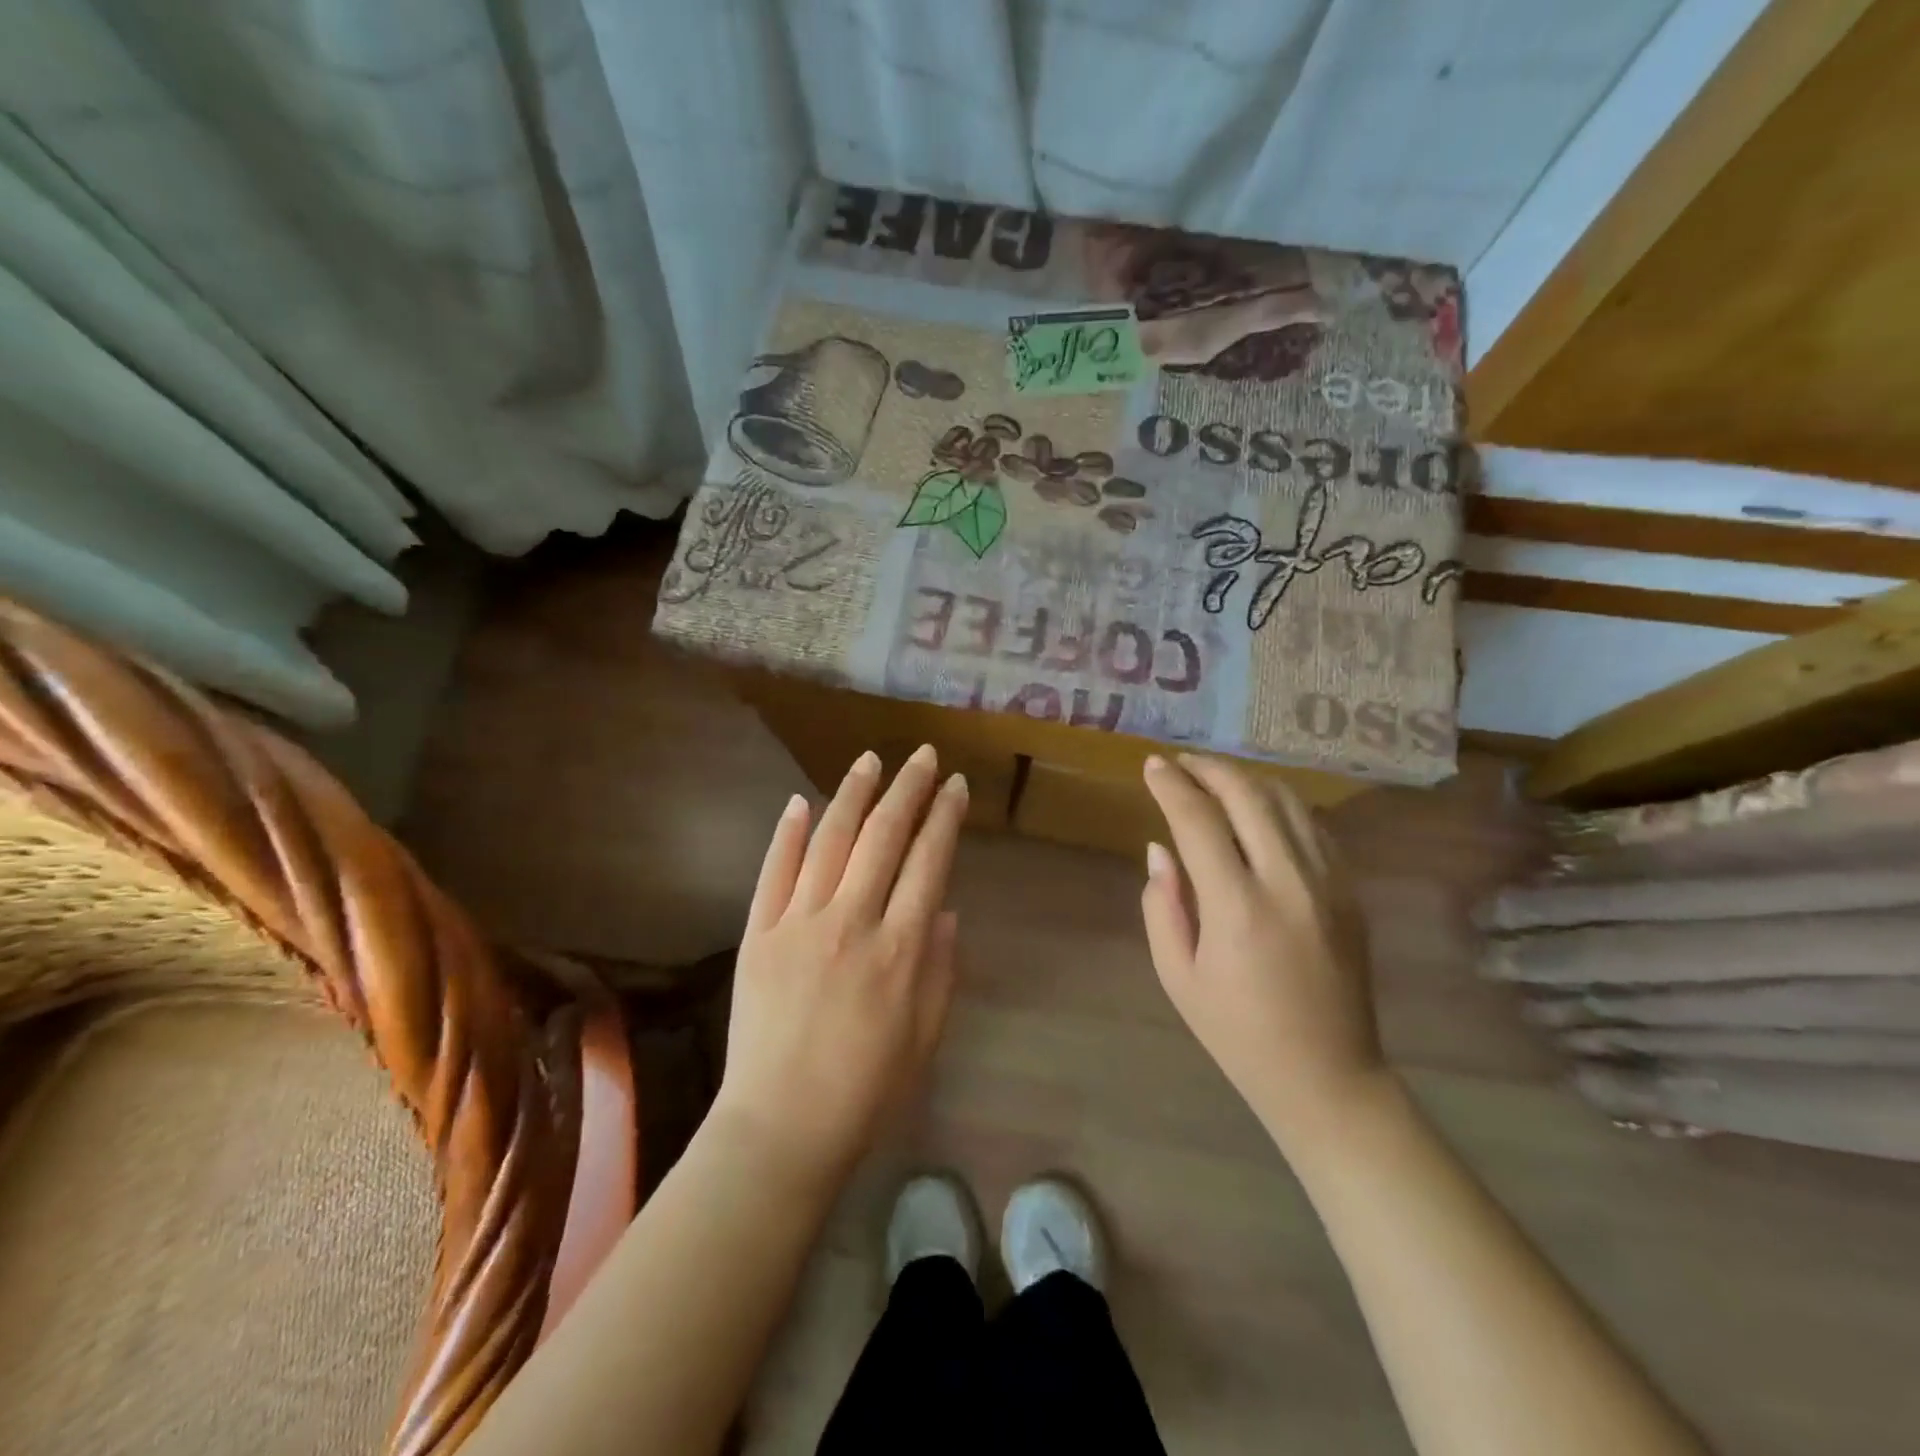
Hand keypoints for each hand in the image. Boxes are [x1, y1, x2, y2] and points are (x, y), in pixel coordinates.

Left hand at [713, 745, 966, 1180]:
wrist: (782, 1127)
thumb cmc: (867, 1089)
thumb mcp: (926, 1035)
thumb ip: (941, 967)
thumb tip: (944, 908)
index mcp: (901, 948)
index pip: (929, 861)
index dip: (945, 818)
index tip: (956, 786)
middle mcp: (853, 922)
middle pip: (885, 837)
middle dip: (908, 789)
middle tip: (923, 756)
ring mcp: (799, 923)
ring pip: (830, 841)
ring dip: (853, 794)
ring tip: (870, 759)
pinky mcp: (758, 934)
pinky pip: (774, 872)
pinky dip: (788, 834)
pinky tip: (801, 803)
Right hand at [1141, 754, 1386, 1148]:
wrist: (1327, 1075)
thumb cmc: (1237, 1031)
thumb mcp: (1177, 976)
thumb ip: (1161, 905)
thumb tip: (1159, 849)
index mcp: (1237, 906)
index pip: (1197, 820)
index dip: (1171, 785)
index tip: (1151, 765)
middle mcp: (1288, 881)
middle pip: (1247, 795)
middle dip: (1209, 768)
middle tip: (1180, 762)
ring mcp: (1328, 882)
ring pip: (1287, 801)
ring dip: (1245, 779)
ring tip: (1214, 778)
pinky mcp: (1350, 891)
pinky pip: (1313, 826)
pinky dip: (1279, 804)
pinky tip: (1258, 809)